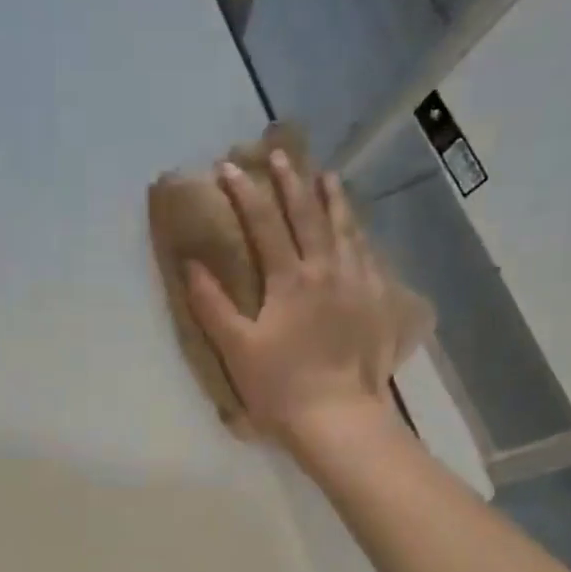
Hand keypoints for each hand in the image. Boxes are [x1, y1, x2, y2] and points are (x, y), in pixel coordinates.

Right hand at [185, 152, 407, 450]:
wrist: (339, 417)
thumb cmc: (280, 386)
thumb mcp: (236, 348)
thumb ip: (213, 304)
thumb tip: (192, 264)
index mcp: (290, 280)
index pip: (264, 225)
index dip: (245, 194)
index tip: (228, 168)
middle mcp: (327, 270)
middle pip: (309, 216)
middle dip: (291, 183)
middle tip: (280, 155)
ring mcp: (358, 283)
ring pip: (346, 230)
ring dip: (333, 200)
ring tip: (327, 177)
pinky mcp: (378, 302)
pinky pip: (369, 255)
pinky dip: (359, 234)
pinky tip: (358, 231)